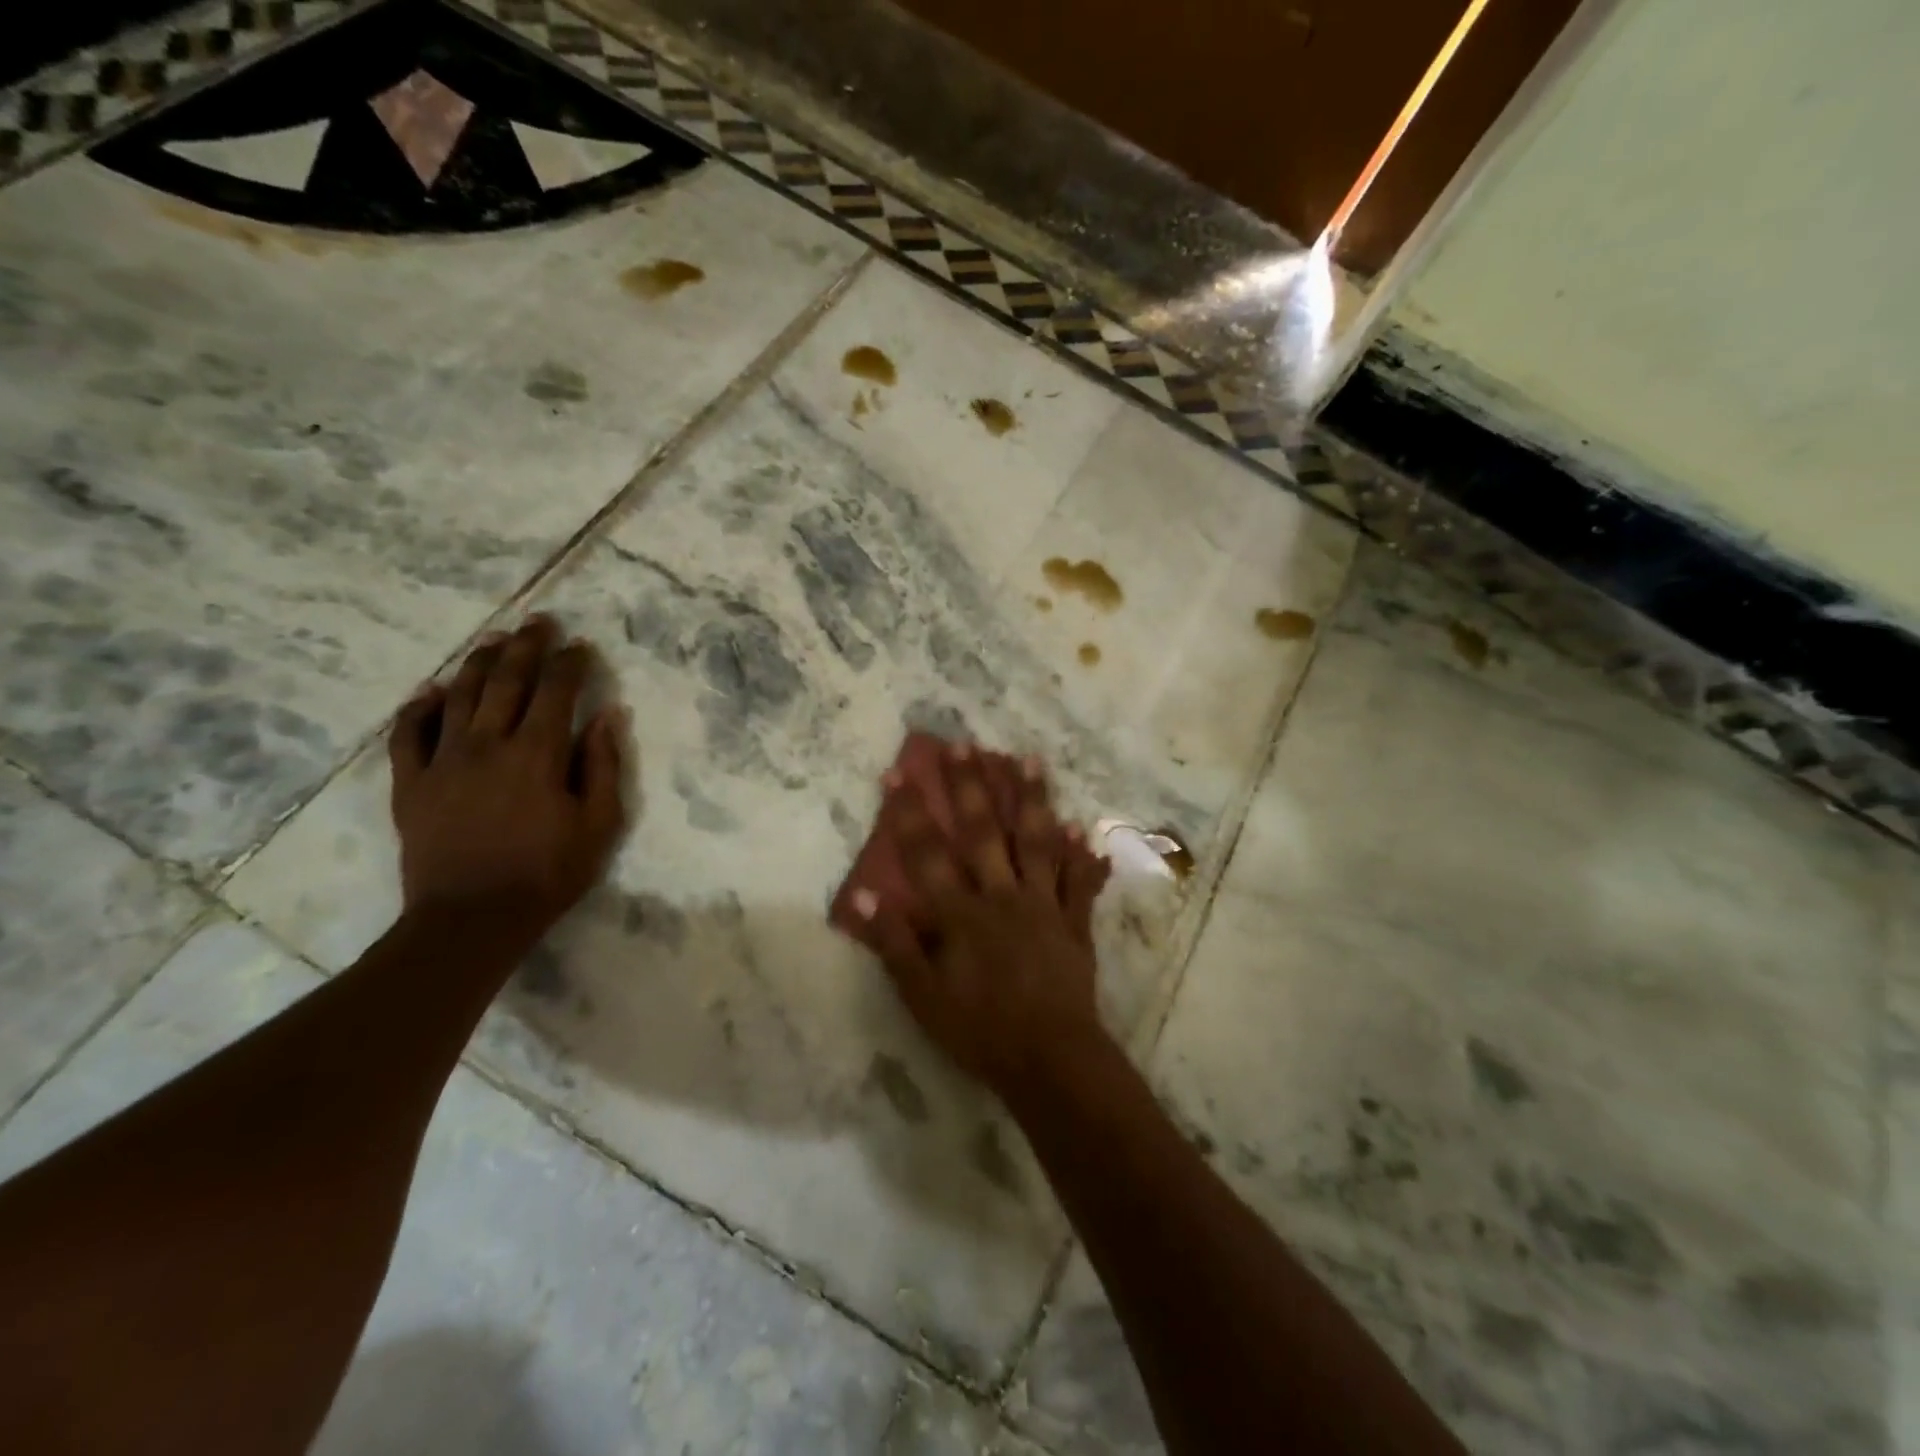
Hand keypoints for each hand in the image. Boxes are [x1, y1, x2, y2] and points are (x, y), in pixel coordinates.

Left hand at [389, 616, 626, 930]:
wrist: (471, 920)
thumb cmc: (547, 873)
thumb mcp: (599, 824)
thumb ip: (603, 765)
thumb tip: (607, 715)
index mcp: (538, 753)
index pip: (556, 690)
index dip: (571, 662)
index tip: (581, 645)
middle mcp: (488, 743)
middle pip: (506, 680)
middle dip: (526, 646)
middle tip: (538, 622)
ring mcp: (443, 760)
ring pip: (459, 695)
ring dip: (478, 662)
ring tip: (493, 640)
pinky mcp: (411, 782)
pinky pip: (409, 733)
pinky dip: (419, 707)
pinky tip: (430, 691)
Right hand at [853, 744, 1112, 1100]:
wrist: (1050, 1059)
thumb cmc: (979, 1031)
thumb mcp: (923, 997)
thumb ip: (895, 944)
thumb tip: (864, 896)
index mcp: (961, 914)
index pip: (927, 854)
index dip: (909, 813)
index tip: (897, 772)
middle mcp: (1002, 896)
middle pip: (983, 832)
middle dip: (970, 786)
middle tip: (963, 744)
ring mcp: (1043, 905)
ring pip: (1036, 842)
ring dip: (1031, 798)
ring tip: (1028, 759)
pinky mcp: (1074, 922)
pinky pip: (1078, 881)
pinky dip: (1079, 852)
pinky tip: (1080, 824)